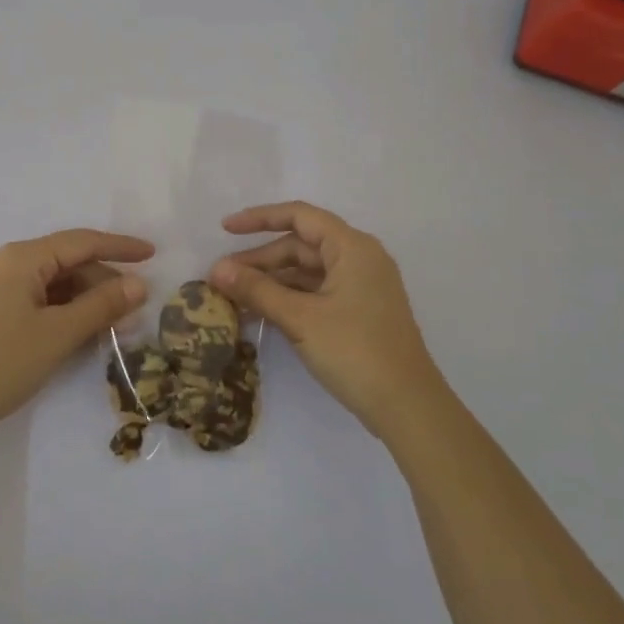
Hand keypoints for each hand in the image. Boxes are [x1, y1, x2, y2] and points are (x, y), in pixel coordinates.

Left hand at [0, 228, 153, 446]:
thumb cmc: (2, 362)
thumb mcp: (59, 333)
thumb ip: (102, 305)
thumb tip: (139, 285)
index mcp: (20, 257)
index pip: (80, 242)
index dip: (119, 247)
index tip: (152, 254)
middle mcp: (4, 262)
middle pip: (64, 261)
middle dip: (101, 280)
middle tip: (134, 304)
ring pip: (50, 281)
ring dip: (83, 297)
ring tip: (113, 321)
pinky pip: (34, 297)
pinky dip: (61, 309)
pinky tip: (80, 328)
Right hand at [211, 201, 444, 441]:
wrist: (407, 406)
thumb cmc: (355, 351)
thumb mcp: (300, 318)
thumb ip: (256, 290)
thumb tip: (216, 269)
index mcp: (352, 248)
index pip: (299, 216)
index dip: (259, 218)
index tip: (225, 229)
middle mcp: (359, 259)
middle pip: (301, 246)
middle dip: (260, 259)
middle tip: (222, 278)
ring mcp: (361, 287)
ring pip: (306, 272)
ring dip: (271, 282)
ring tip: (233, 298)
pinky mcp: (359, 312)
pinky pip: (316, 292)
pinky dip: (288, 298)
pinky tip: (260, 313)